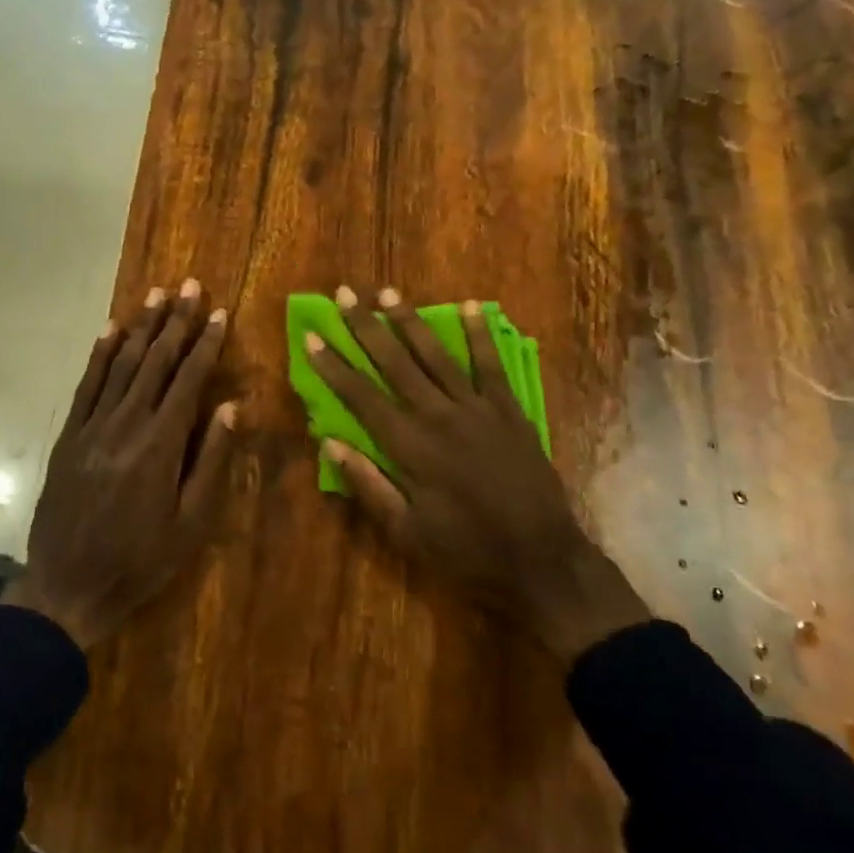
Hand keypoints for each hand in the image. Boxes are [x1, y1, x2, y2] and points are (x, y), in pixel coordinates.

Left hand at [4, 280, 236, 649]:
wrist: (68, 588)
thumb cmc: (141, 560)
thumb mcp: (191, 522)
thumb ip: (211, 459)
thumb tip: (231, 406)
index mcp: (160, 444)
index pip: (188, 380)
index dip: (205, 344)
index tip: (219, 313)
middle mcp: (125, 424)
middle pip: (155, 361)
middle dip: (176, 321)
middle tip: (190, 285)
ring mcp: (92, 427)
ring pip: (121, 365)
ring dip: (141, 327)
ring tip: (157, 294)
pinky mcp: (69, 436)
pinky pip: (86, 385)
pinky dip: (100, 354)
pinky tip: (110, 329)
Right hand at [305, 286, 648, 663]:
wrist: (541, 560)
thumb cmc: (467, 553)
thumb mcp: (406, 533)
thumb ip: (368, 486)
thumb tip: (330, 443)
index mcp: (409, 448)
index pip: (361, 397)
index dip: (334, 365)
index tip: (312, 335)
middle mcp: (438, 417)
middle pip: (394, 363)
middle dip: (365, 327)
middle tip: (344, 293)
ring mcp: (476, 409)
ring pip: (435, 355)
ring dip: (409, 321)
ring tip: (387, 292)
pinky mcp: (508, 410)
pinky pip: (490, 365)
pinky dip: (479, 334)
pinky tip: (468, 306)